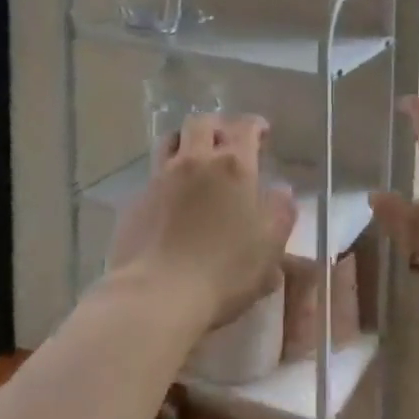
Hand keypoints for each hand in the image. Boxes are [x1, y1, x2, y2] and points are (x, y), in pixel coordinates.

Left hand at [109, 113, 295, 328]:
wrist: (158, 294)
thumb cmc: (224, 270)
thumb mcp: (270, 245)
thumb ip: (281, 212)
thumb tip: (282, 190)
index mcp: (233, 166)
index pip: (244, 127)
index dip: (255, 125)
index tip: (261, 133)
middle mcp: (195, 161)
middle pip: (201, 123)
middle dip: (217, 126)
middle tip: (226, 142)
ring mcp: (161, 178)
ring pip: (171, 140)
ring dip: (185, 141)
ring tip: (195, 158)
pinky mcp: (136, 200)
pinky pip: (154, 175)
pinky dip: (166, 177)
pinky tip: (172, 199)